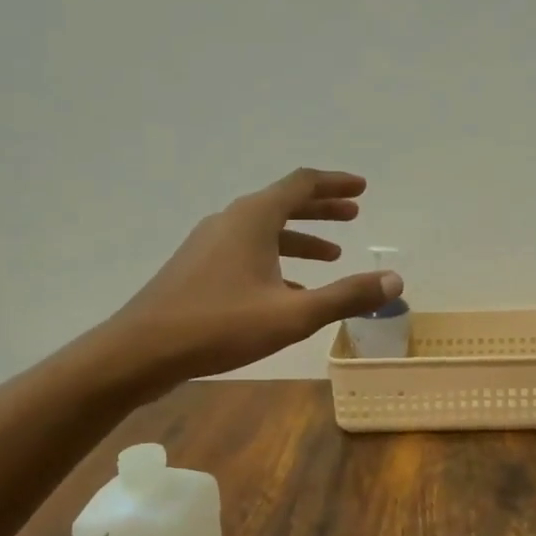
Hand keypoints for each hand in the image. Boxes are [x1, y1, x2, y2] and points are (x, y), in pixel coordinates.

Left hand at [109, 168, 401, 386]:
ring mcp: (209, 243)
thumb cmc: (219, 325)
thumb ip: (345, 296)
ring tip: (332, 255)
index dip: (335, 184)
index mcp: (253, 218)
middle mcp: (230, 220)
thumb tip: (395, 281)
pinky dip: (276, 260)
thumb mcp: (292, 314)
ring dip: (300, 237)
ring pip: (264, 230)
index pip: (302, 184)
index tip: (362, 188)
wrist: (141, 350)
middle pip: (283, 202)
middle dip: (321, 208)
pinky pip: (247, 251)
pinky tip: (290, 288)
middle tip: (353, 213)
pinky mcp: (197, 267)